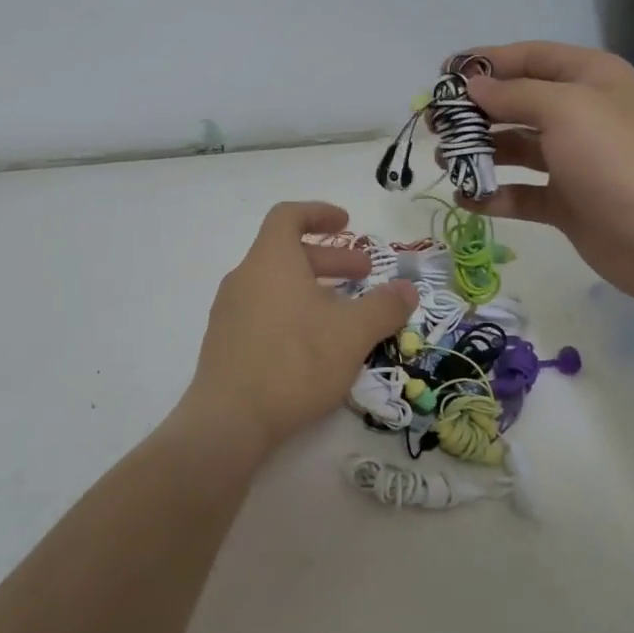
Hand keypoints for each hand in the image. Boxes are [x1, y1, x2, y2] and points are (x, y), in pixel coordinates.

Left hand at [184, 203, 417, 457]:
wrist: (230, 419)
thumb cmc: (294, 361)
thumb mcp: (352, 333)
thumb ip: (384, 307)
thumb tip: (407, 290)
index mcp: (270, 260)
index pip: (288, 215)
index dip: (319, 213)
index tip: (347, 223)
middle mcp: (244, 277)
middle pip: (287, 253)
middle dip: (330, 259)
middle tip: (364, 275)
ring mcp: (230, 311)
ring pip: (277, 286)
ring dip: (313, 290)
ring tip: (346, 314)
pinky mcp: (226, 342)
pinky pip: (264, 312)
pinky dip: (293, 313)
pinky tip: (315, 345)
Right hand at [462, 42, 633, 311]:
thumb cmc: (616, 158)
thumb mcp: (565, 108)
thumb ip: (513, 94)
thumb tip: (473, 86)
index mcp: (589, 79)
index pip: (529, 58)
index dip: (486, 63)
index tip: (443, 75)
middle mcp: (581, 115)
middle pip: (517, 104)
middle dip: (475, 112)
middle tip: (435, 125)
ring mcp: (573, 161)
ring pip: (515, 149)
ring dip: (479, 153)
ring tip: (443, 162)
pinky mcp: (566, 203)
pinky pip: (521, 192)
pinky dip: (493, 195)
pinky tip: (466, 199)